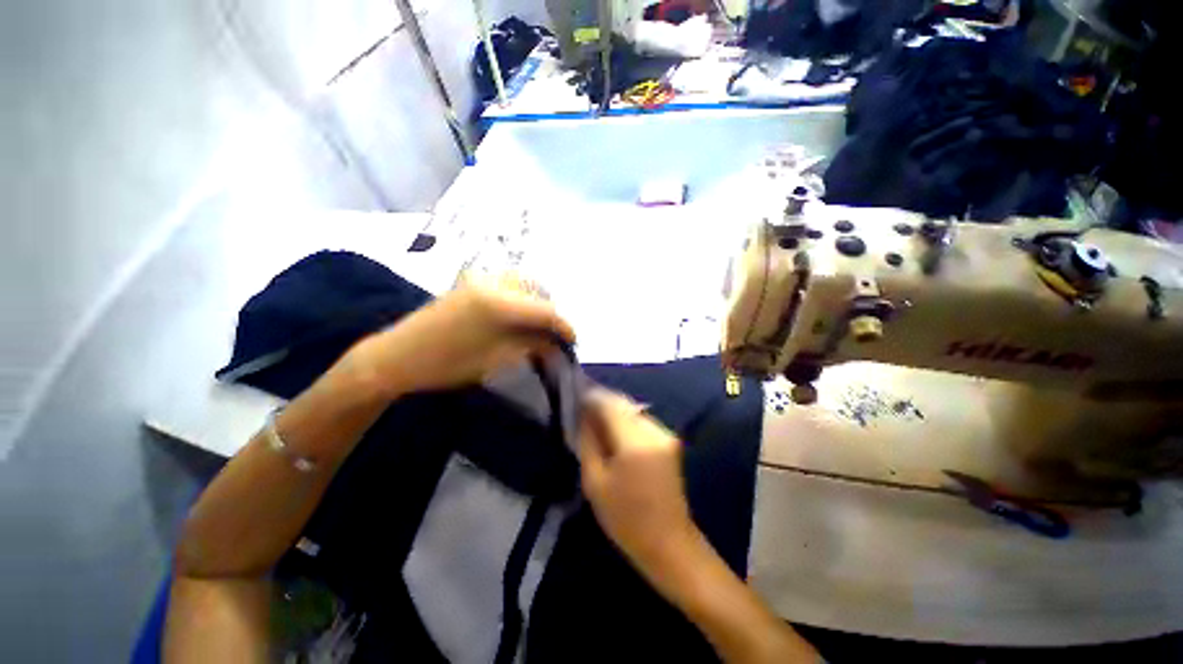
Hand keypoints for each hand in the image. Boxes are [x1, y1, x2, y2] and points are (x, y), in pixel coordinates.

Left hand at [345, 273, 575, 396]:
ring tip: (538, 327)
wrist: (397, 357)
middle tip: (554, 336)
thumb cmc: (447, 365)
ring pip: (524, 284)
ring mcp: (481, 278)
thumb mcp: (498, 358)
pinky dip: (521, 299)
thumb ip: (532, 345)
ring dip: (537, 303)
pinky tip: (519, 317)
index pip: (545, 310)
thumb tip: (556, 343)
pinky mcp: (472, 282)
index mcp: (499, 302)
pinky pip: (508, 284)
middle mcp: (494, 281)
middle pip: (538, 291)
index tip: (574, 341)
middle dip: (551, 313)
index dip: (564, 326)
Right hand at [578, 390, 697, 573]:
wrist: (669, 542)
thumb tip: (583, 416)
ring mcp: (665, 433)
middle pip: (623, 403)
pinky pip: (642, 420)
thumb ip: (588, 442)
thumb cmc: (625, 518)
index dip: (591, 398)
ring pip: (633, 410)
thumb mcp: (595, 482)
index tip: (575, 399)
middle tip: (583, 411)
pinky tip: (616, 433)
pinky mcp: (670, 440)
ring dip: (615, 411)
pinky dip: (626, 421)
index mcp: (634, 441)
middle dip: (602, 403)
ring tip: (597, 422)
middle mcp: (653, 430)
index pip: (609, 404)